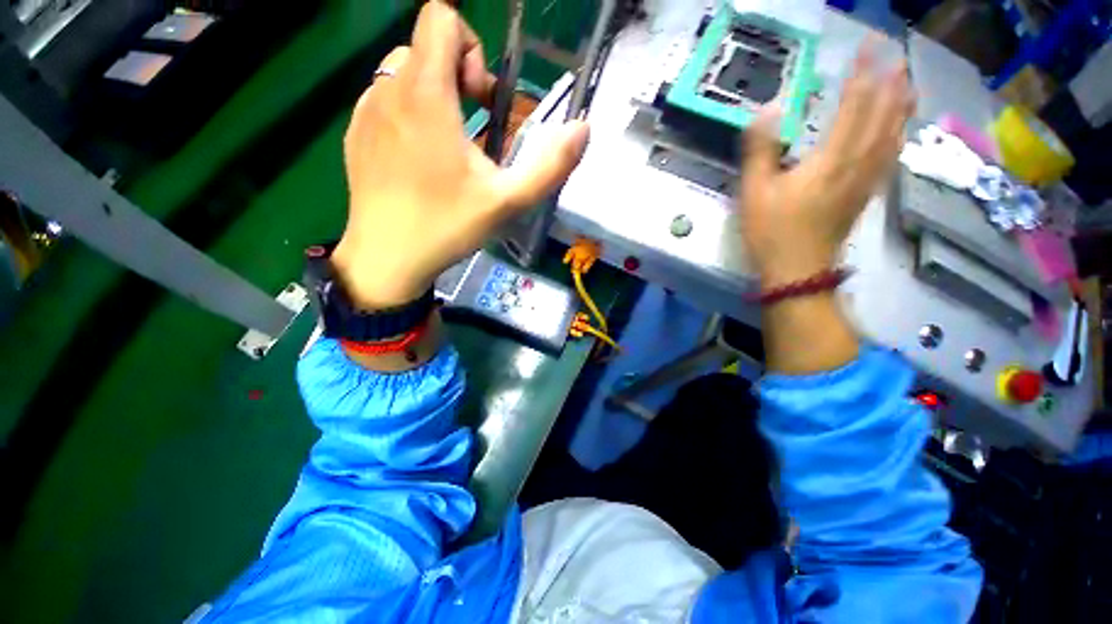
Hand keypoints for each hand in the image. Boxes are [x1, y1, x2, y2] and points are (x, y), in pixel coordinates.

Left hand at [333, 1, 589, 308]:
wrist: (387, 258)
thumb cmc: (449, 226)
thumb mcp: (509, 201)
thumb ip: (551, 165)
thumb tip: (583, 128)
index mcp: (426, 95)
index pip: (440, 17)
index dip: (471, 47)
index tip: (482, 99)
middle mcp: (388, 90)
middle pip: (424, 46)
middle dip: (456, 75)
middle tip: (472, 127)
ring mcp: (365, 111)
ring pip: (401, 74)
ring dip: (432, 96)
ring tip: (447, 147)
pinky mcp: (354, 133)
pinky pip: (382, 101)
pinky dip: (407, 115)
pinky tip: (417, 160)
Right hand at [738, 42, 914, 287]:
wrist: (798, 272)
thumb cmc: (771, 233)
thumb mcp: (755, 192)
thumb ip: (761, 149)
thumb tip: (770, 107)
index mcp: (831, 160)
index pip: (855, 104)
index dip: (864, 72)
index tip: (869, 44)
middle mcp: (858, 164)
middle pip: (884, 116)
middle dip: (891, 83)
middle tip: (897, 57)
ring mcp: (866, 182)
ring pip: (893, 136)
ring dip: (902, 107)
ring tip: (908, 85)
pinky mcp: (865, 197)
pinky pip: (889, 158)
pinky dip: (898, 137)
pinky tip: (899, 133)